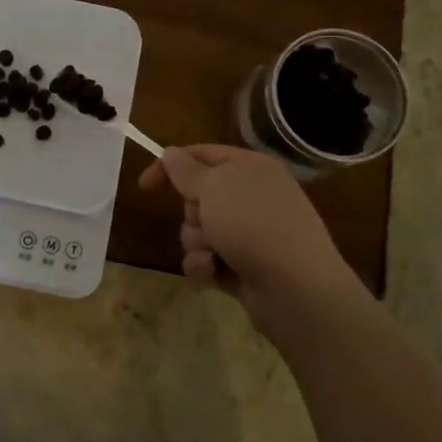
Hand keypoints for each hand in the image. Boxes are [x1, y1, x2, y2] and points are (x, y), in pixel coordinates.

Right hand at [138, 145, 364, 326]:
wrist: (295, 288)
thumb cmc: (253, 224)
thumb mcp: (213, 187)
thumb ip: (185, 170)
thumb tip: (171, 153)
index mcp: (250, 168)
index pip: (201, 155)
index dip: (170, 166)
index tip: (145, 186)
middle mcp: (252, 197)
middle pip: (198, 197)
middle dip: (191, 213)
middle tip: (205, 221)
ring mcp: (250, 233)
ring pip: (199, 231)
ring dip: (197, 243)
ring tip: (213, 254)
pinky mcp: (244, 266)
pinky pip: (207, 260)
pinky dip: (205, 266)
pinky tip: (214, 274)